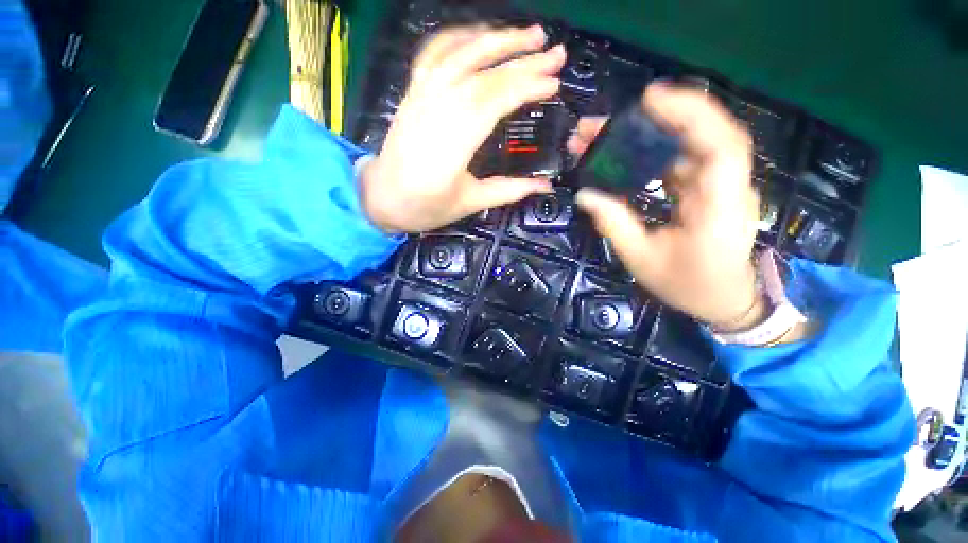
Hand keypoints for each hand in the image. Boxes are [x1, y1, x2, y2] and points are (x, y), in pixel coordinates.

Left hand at [359, 26, 566, 233]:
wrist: (381, 198)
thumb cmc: (425, 206)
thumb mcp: (469, 203)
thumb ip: (509, 190)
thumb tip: (545, 186)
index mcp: (453, 143)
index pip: (495, 102)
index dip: (526, 88)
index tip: (554, 84)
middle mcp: (436, 109)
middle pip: (484, 74)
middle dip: (523, 60)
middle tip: (557, 53)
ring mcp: (421, 95)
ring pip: (461, 54)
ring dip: (497, 39)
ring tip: (530, 34)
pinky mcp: (413, 91)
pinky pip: (435, 53)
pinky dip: (460, 37)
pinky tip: (480, 35)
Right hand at [570, 84, 762, 329]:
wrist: (723, 299)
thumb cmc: (687, 285)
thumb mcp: (642, 260)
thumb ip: (614, 225)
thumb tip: (585, 195)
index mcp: (720, 208)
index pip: (720, 146)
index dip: (690, 115)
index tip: (649, 99)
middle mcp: (726, 186)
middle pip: (698, 134)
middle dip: (649, 120)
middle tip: (596, 126)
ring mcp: (717, 184)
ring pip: (684, 144)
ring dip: (642, 135)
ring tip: (598, 138)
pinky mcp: (705, 187)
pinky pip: (677, 159)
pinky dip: (648, 152)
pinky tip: (620, 154)